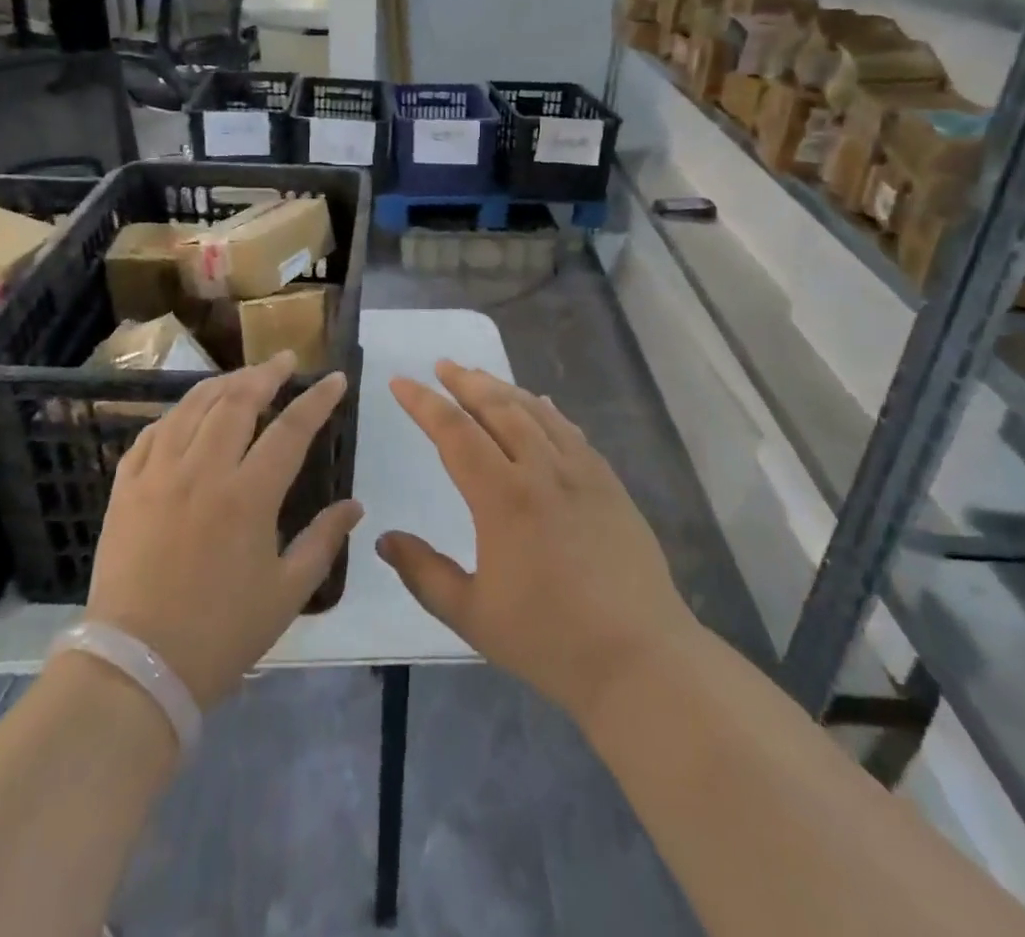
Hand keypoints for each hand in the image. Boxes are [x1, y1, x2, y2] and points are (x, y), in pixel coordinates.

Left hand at [80, 353, 361, 706]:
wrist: (135, 668)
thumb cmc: (221, 634)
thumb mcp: (287, 593)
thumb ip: (324, 541)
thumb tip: (355, 505)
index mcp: (248, 497)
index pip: (291, 430)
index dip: (317, 400)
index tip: (334, 379)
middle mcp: (203, 472)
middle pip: (237, 402)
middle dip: (265, 373)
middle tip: (284, 360)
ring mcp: (158, 475)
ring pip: (192, 408)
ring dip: (222, 384)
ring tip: (243, 377)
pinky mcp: (127, 488)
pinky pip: (152, 433)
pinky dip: (176, 415)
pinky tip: (188, 414)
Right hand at [381, 363, 695, 723]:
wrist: (640, 659)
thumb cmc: (549, 641)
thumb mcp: (471, 615)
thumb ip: (423, 572)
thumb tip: (384, 539)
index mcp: (502, 498)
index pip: (454, 432)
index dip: (423, 403)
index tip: (400, 382)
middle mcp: (541, 471)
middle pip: (497, 408)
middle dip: (465, 381)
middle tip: (442, 365)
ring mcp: (581, 473)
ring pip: (535, 412)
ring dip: (503, 388)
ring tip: (479, 375)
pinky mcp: (609, 484)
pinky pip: (571, 432)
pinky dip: (547, 410)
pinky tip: (539, 403)